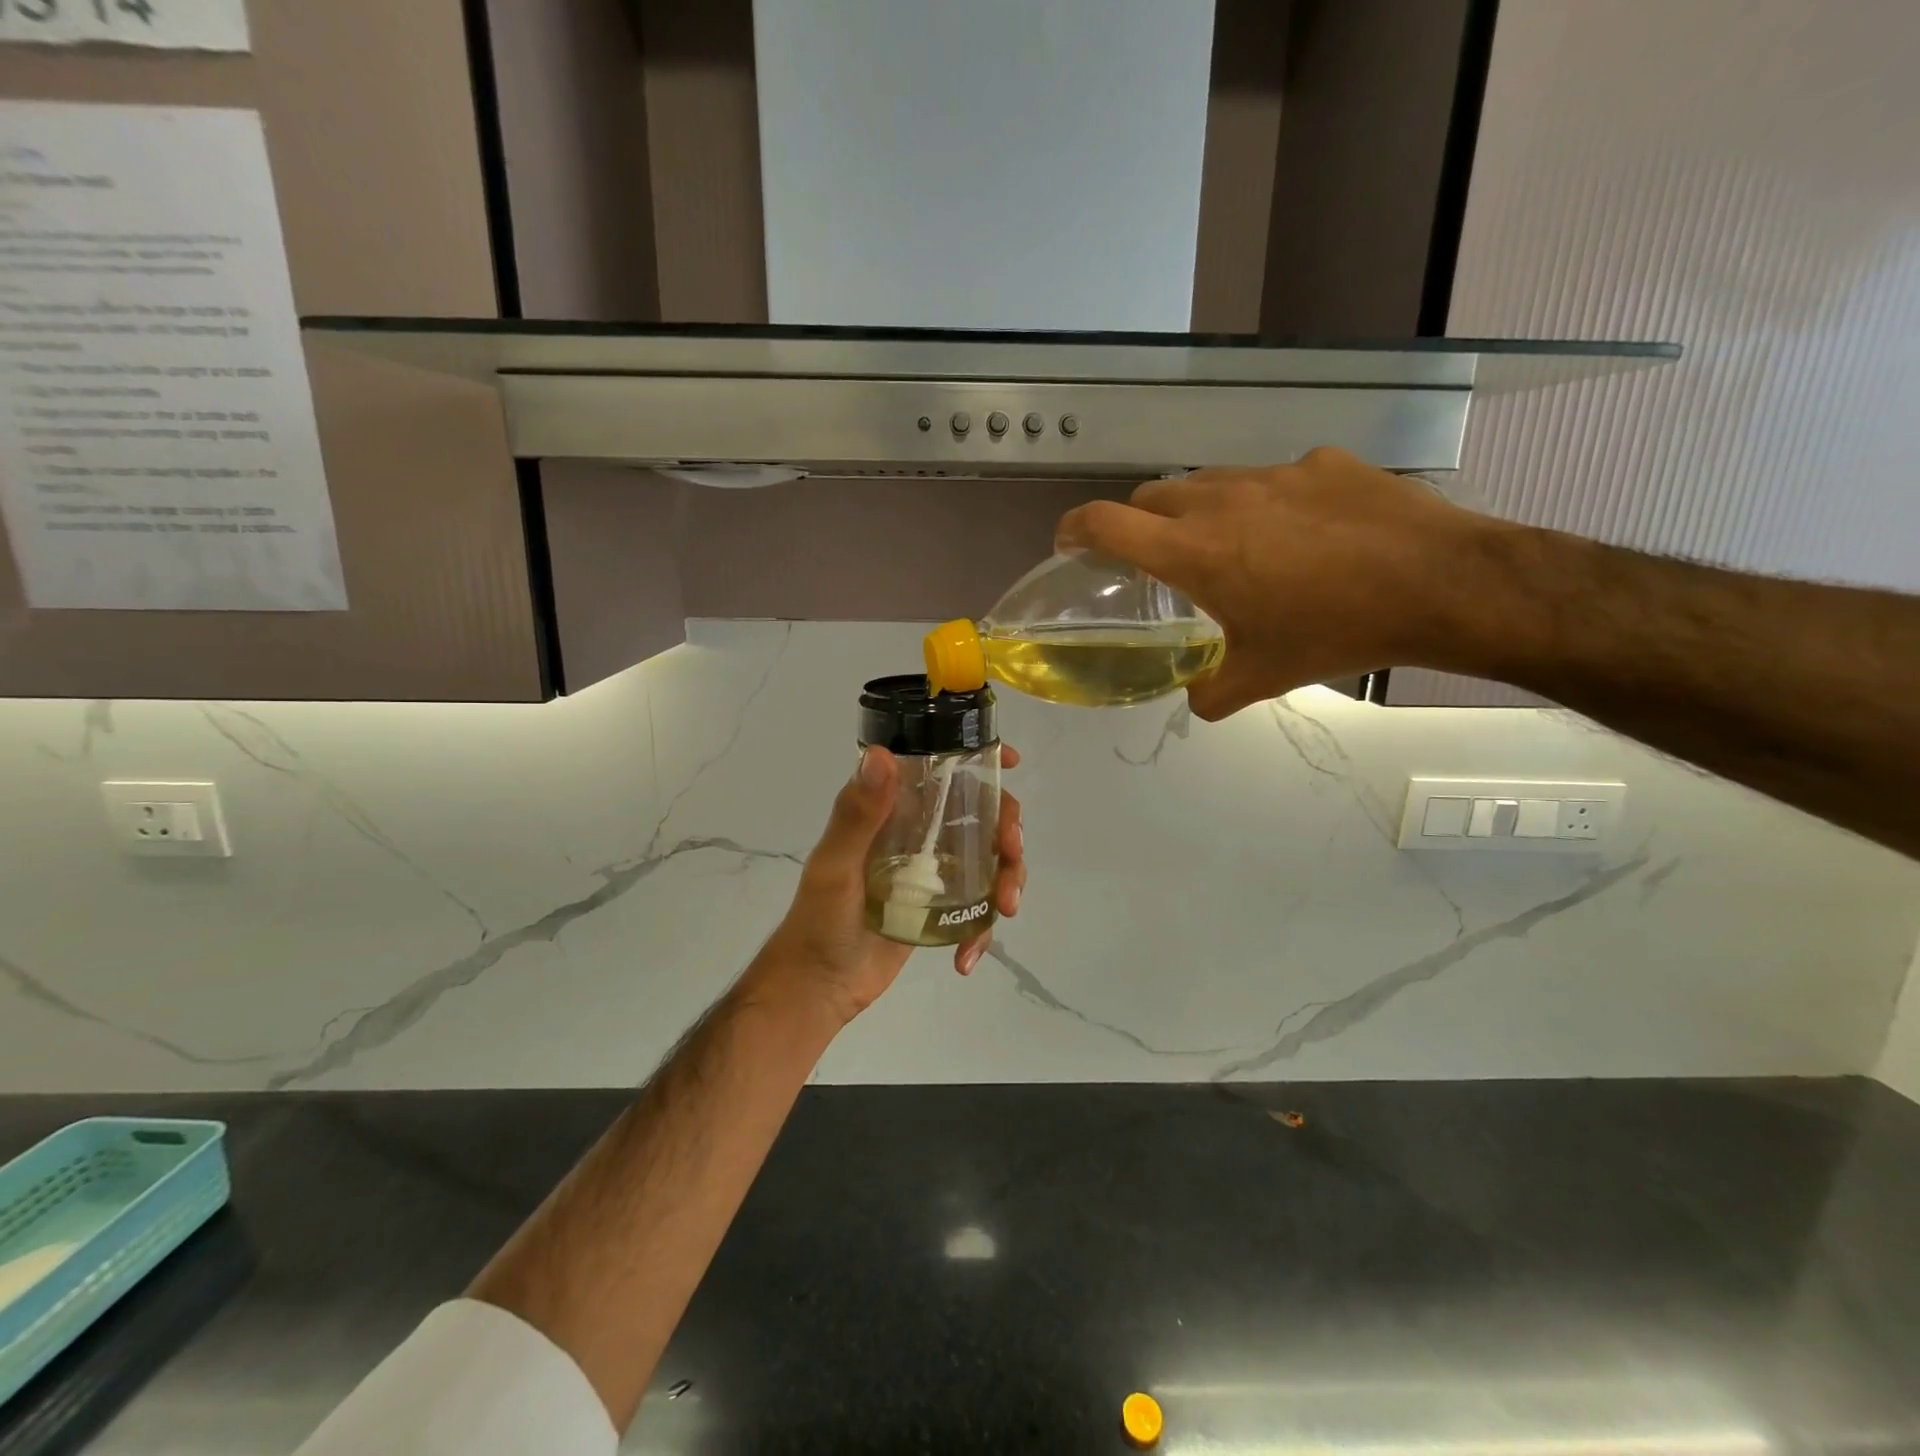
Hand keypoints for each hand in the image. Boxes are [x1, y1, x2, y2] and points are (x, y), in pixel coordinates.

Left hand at [752, 744, 1026, 1025]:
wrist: (819, 987)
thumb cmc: (818, 921)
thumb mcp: (836, 866)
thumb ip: (857, 815)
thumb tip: (881, 754)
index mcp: (892, 810)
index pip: (939, 770)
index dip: (980, 759)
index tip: (1012, 762)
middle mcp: (917, 832)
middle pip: (980, 814)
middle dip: (1007, 829)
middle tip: (1011, 853)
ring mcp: (932, 871)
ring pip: (989, 859)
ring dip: (1008, 878)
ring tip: (1005, 908)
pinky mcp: (940, 907)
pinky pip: (978, 907)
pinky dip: (982, 929)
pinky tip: (966, 957)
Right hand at [1055, 448, 1500, 719]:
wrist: (1440, 584)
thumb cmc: (1335, 632)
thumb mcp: (1260, 678)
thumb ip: (1209, 691)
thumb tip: (1193, 694)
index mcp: (1193, 551)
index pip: (1105, 523)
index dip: (1074, 530)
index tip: (1068, 544)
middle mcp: (1221, 499)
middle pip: (1150, 496)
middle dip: (1137, 524)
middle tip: (1155, 560)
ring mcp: (1273, 474)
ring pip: (1208, 483)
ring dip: (1197, 511)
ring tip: (1229, 547)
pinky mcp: (1320, 463)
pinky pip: (1270, 480)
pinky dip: (1263, 504)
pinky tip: (1300, 535)